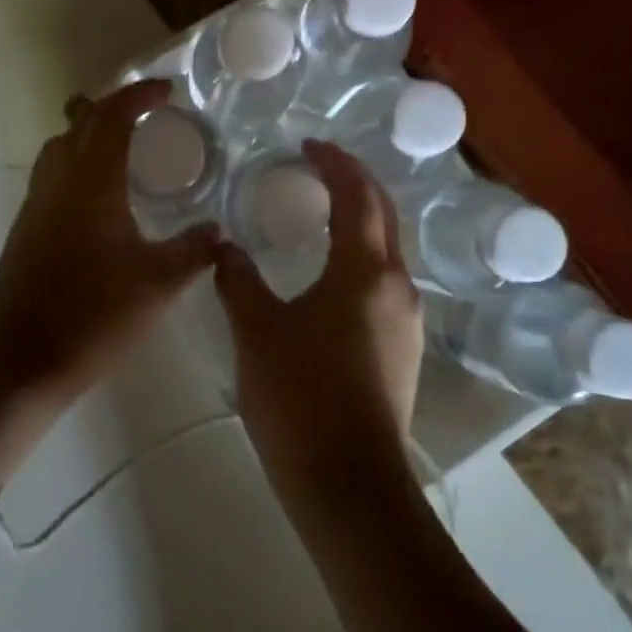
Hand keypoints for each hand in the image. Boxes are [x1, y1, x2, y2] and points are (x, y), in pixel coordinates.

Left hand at [0, 78, 219, 403]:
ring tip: (125, 144)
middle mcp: (59, 180)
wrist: (21, 358)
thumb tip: (220, 232)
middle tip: (150, 111)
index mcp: (92, 182)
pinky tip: (100, 194)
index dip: (139, 95)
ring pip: (60, 145)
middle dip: (115, 105)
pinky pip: (52, 172)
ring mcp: (37, 202)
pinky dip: (77, 160)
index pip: (113, 116)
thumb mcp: (157, 285)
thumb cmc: (93, 315)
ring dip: (90, 131)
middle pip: (81, 120)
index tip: (168, 90)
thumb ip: (193, 252)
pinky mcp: (26, 226)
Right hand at [214, 140, 423, 494]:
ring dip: (360, 219)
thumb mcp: (257, 330)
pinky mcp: (404, 348)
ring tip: (322, 212)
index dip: (335, 163)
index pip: (357, 195)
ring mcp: (407, 319)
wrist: (349, 486)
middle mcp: (397, 285)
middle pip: (383, 214)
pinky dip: (361, 255)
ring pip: (387, 249)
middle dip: (355, 181)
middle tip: (319, 165)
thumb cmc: (300, 396)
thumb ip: (238, 279)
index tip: (308, 145)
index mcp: (365, 269)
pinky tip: (332, 272)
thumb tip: (223, 245)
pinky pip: (384, 280)